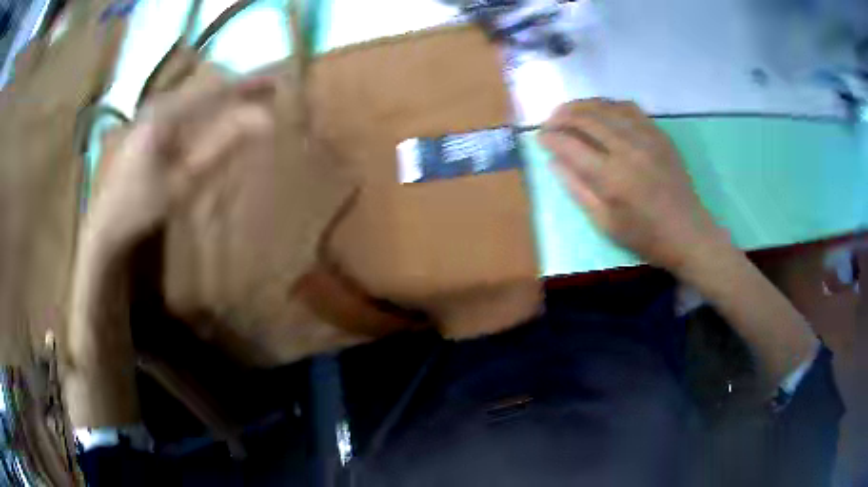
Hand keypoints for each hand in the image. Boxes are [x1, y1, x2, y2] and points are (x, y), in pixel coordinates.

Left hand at [86, 76, 275, 249]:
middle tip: (267, 93)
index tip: (276, 85)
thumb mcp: (183, 182)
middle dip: (237, 89)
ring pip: (195, 98)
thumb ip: (221, 148)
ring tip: (247, 103)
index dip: (247, 86)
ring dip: (222, 100)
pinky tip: (214, 120)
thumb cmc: (140, 206)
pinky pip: (184, 112)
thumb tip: (263, 121)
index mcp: (167, 113)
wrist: (105, 226)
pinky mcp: (149, 129)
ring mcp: (152, 116)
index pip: (215, 89)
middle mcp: (160, 105)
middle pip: (206, 88)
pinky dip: (205, 113)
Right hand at [539, 99, 727, 274]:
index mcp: (612, 177)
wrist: (687, 232)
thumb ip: (577, 190)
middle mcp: (628, 149)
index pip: (571, 146)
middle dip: (562, 115)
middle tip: (550, 121)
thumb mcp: (605, 224)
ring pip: (606, 107)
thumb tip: (554, 161)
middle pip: (586, 118)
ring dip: (582, 105)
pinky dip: (609, 105)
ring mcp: (646, 137)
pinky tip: (601, 111)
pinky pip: (629, 108)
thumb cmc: (645, 236)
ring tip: (569, 111)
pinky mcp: (659, 134)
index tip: (540, 137)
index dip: (550, 138)